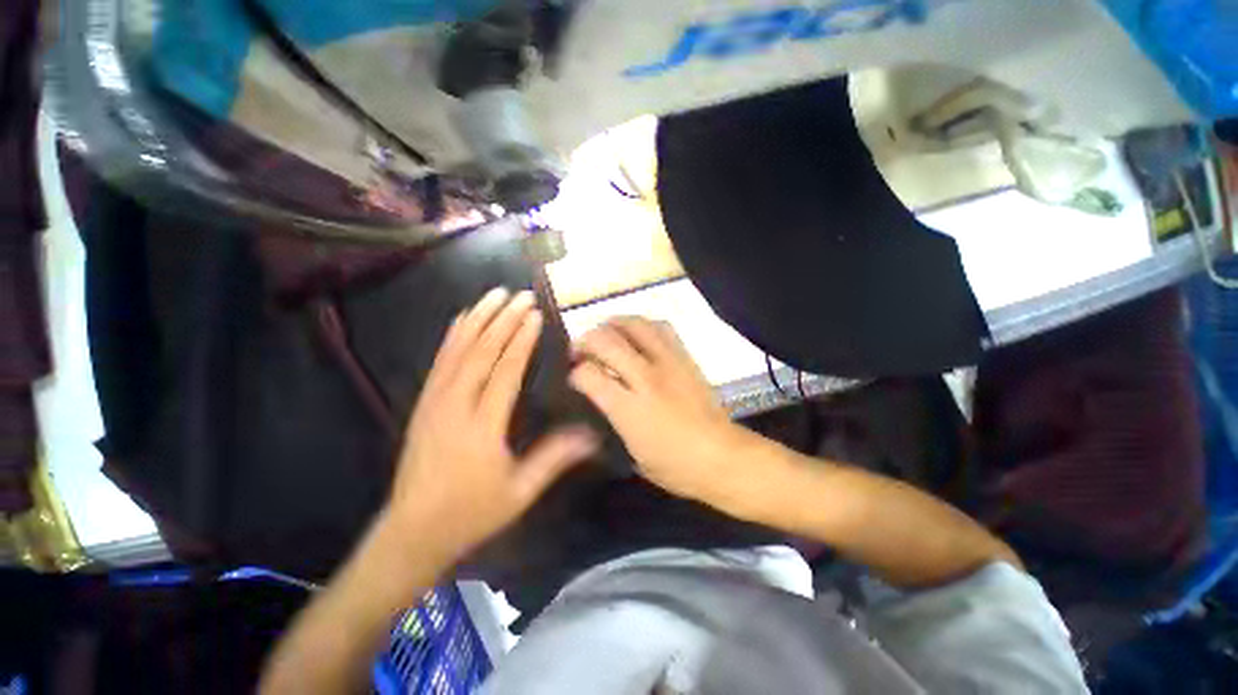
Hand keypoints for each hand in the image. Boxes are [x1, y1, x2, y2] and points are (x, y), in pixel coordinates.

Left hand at [386, 288, 599, 557]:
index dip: (521, 340)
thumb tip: (591, 435)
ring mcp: (434, 402)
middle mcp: (455, 406)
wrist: (412, 532)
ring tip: (494, 294)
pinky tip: (462, 318)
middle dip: (503, 320)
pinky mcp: (423, 404)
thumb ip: (554, 458)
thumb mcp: (520, 492)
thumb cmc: (472, 513)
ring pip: (457, 351)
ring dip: (477, 319)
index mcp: (482, 427)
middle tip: (521, 295)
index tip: (535, 314)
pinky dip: (453, 335)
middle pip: (482, 353)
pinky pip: (440, 361)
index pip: (505, 371)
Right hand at [569, 317, 748, 503]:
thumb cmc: (675, 466)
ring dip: (614, 324)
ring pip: (635, 325)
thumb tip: (598, 398)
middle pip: (607, 341)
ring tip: (606, 332)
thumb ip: (612, 420)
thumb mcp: (632, 454)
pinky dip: (644, 325)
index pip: (588, 374)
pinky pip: (663, 328)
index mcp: (629, 409)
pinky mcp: (686, 358)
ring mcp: (668, 363)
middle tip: (581, 349)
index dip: (574, 372)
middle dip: (586, 340)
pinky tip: (637, 334)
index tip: (573, 377)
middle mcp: (646, 378)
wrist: (723, 457)